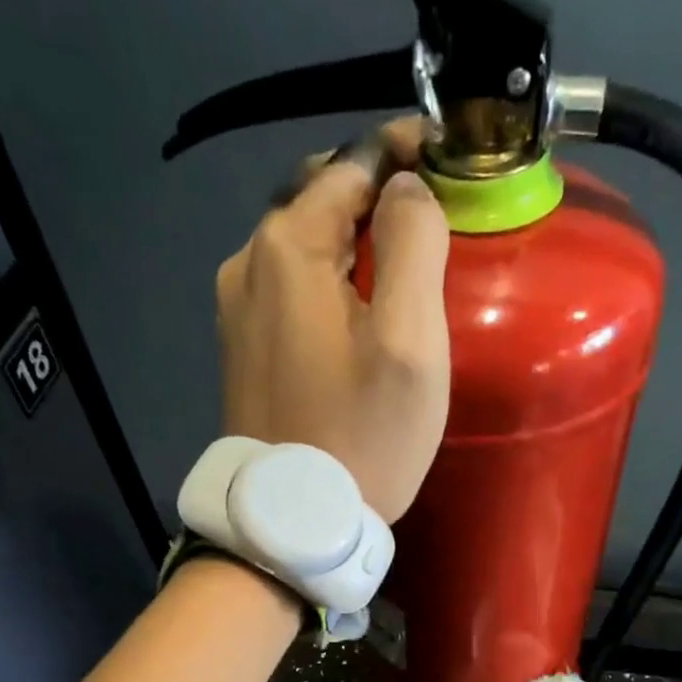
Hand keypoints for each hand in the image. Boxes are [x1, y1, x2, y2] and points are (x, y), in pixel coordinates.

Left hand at [216, 120, 450, 522]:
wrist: (293, 525)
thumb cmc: (362, 437)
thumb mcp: (409, 341)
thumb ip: (415, 245)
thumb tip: (407, 190)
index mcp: (287, 247)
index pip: (351, 166)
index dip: (402, 156)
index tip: (446, 162)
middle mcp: (247, 265)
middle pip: (321, 204)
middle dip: (376, 201)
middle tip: (430, 225)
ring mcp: (235, 312)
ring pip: (303, 251)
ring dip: (351, 248)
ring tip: (399, 274)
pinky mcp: (241, 352)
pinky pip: (289, 294)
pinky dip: (326, 287)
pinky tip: (354, 318)